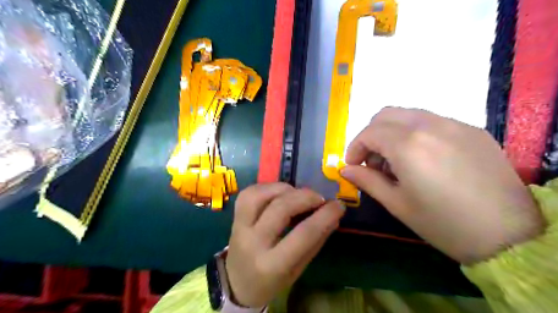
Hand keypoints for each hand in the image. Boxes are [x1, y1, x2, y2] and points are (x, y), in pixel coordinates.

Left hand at [226, 183, 345, 306]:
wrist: (237, 283)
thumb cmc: (272, 280)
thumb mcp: (298, 269)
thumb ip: (316, 241)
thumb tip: (334, 214)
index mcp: (272, 265)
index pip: (303, 235)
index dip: (324, 216)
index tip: (338, 205)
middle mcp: (252, 243)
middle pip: (280, 209)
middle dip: (305, 197)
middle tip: (320, 198)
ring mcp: (239, 227)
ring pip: (259, 195)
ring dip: (284, 189)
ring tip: (298, 194)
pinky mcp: (234, 216)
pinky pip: (249, 193)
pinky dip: (268, 187)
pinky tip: (280, 193)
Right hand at [341, 108, 545, 263]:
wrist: (509, 234)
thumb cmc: (443, 223)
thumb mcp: (397, 203)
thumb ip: (367, 180)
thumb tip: (344, 169)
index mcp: (408, 144)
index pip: (369, 133)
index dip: (354, 148)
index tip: (352, 165)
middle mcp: (430, 125)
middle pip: (386, 115)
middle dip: (371, 135)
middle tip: (372, 161)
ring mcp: (454, 124)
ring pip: (408, 115)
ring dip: (392, 132)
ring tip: (396, 160)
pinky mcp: (472, 130)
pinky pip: (432, 122)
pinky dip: (415, 133)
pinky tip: (423, 159)